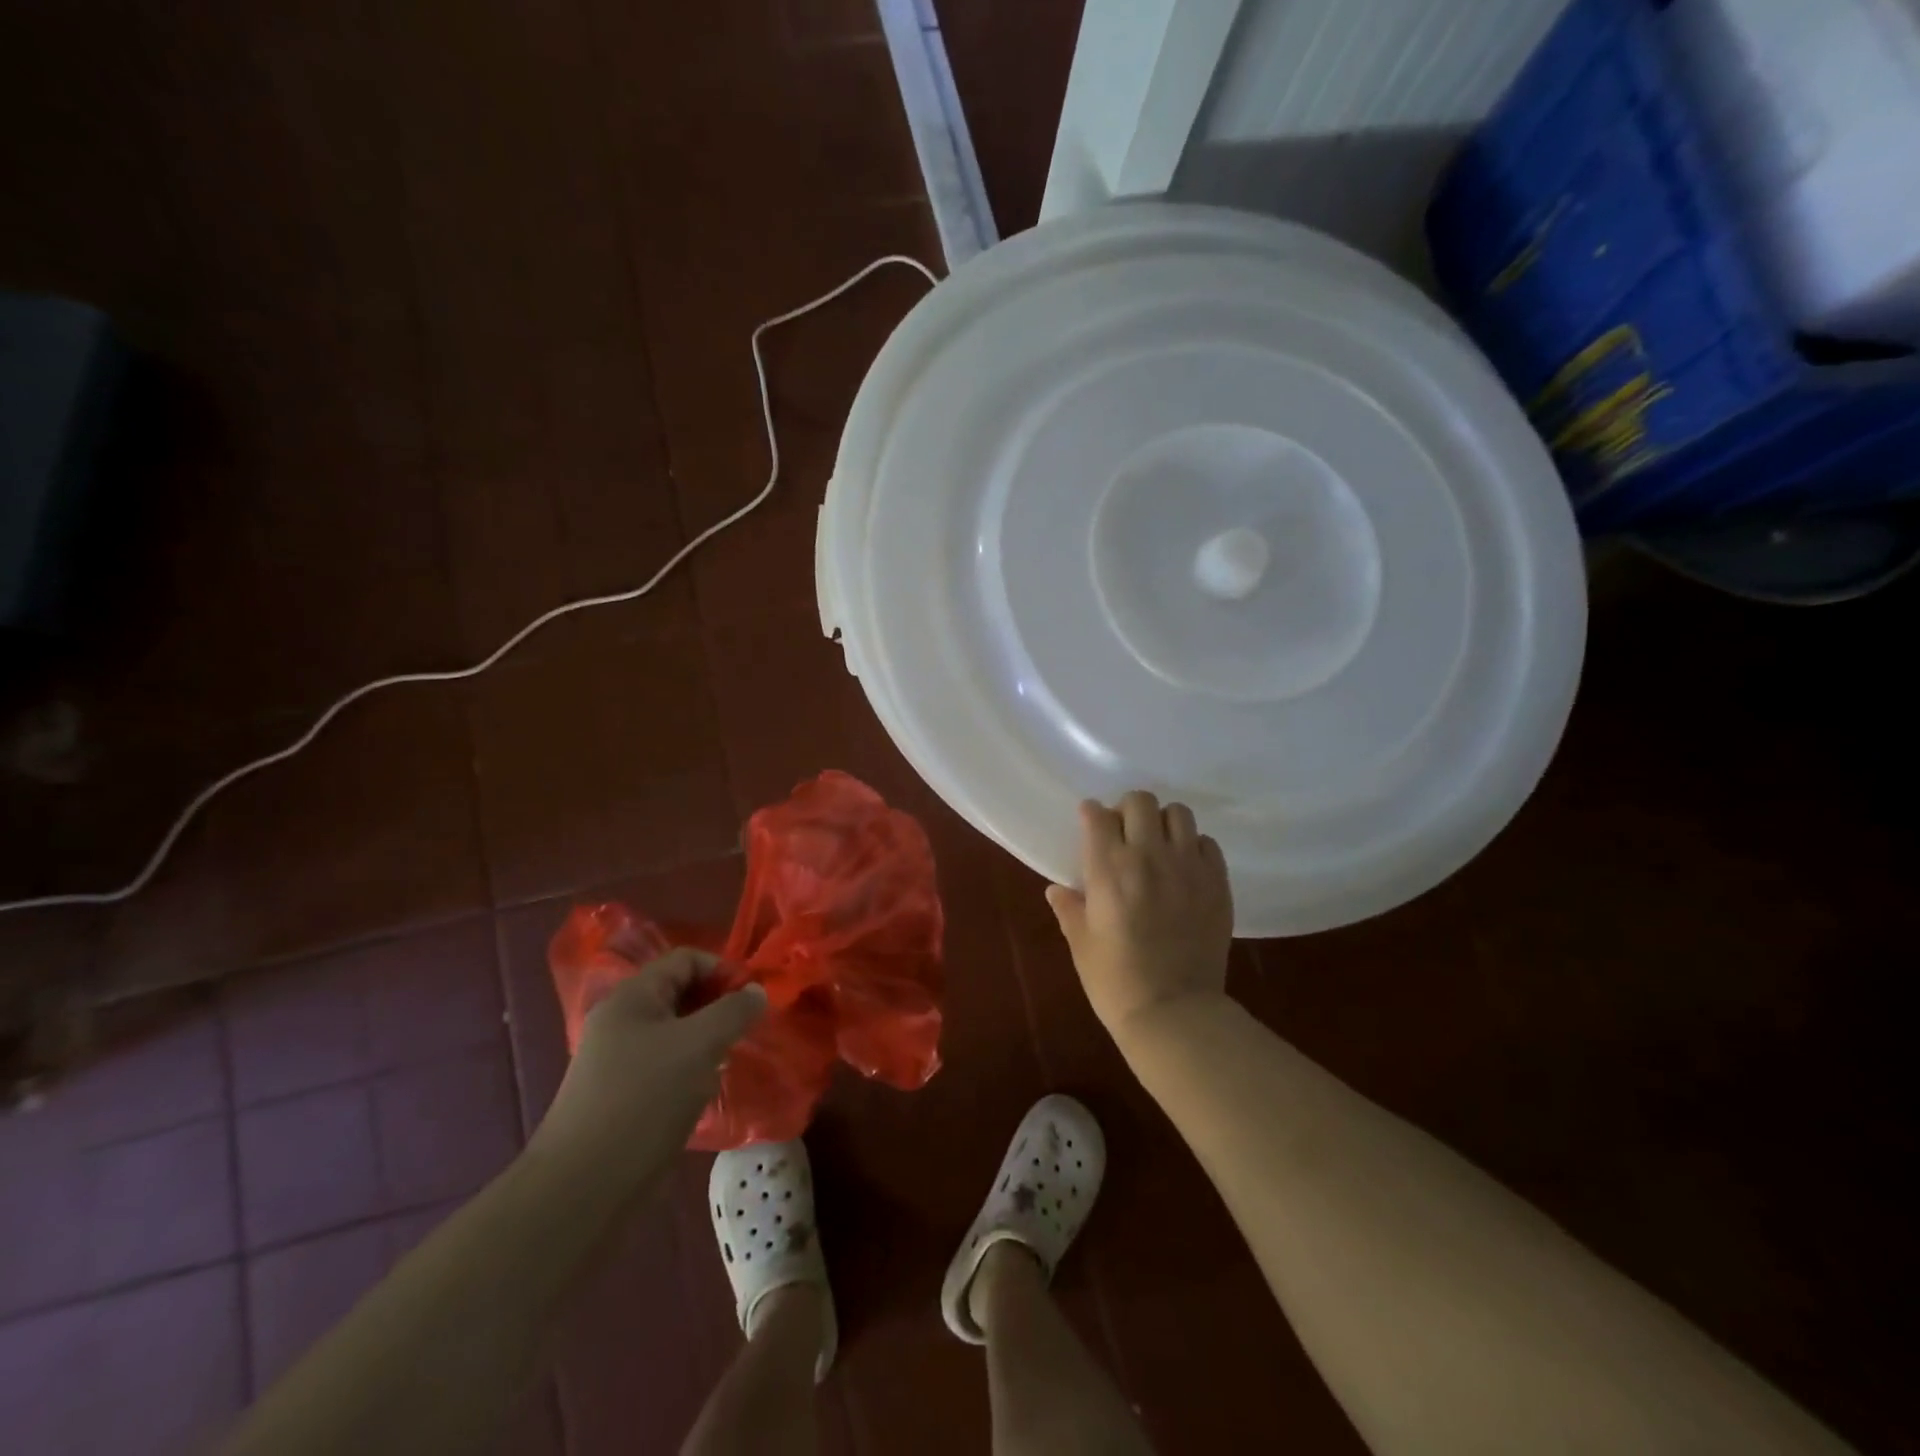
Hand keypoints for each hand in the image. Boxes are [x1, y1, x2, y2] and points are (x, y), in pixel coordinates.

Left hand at [532, 950, 765, 1197]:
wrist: (582, 1186)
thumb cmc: (645, 1098)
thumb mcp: (700, 1045)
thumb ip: (734, 1011)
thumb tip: (757, 991)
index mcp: (632, 997)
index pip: (686, 959)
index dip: (724, 969)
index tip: (753, 999)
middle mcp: (621, 1020)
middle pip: (680, 993)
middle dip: (718, 1006)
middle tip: (747, 1030)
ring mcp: (617, 1059)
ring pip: (675, 1032)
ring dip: (707, 1040)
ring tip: (730, 1060)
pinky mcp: (619, 1094)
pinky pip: (664, 1064)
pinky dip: (690, 1068)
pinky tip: (705, 1091)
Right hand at [1046, 792, 1234, 1045]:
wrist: (1174, 1013)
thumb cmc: (1115, 981)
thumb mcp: (1081, 944)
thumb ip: (1069, 909)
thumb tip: (1057, 890)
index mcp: (1109, 868)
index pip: (1098, 815)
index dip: (1092, 815)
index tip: (1091, 824)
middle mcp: (1150, 856)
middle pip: (1140, 801)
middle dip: (1127, 810)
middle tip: (1124, 833)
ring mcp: (1188, 867)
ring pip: (1178, 814)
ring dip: (1163, 822)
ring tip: (1157, 845)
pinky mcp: (1217, 883)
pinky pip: (1206, 843)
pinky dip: (1192, 846)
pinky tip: (1183, 868)